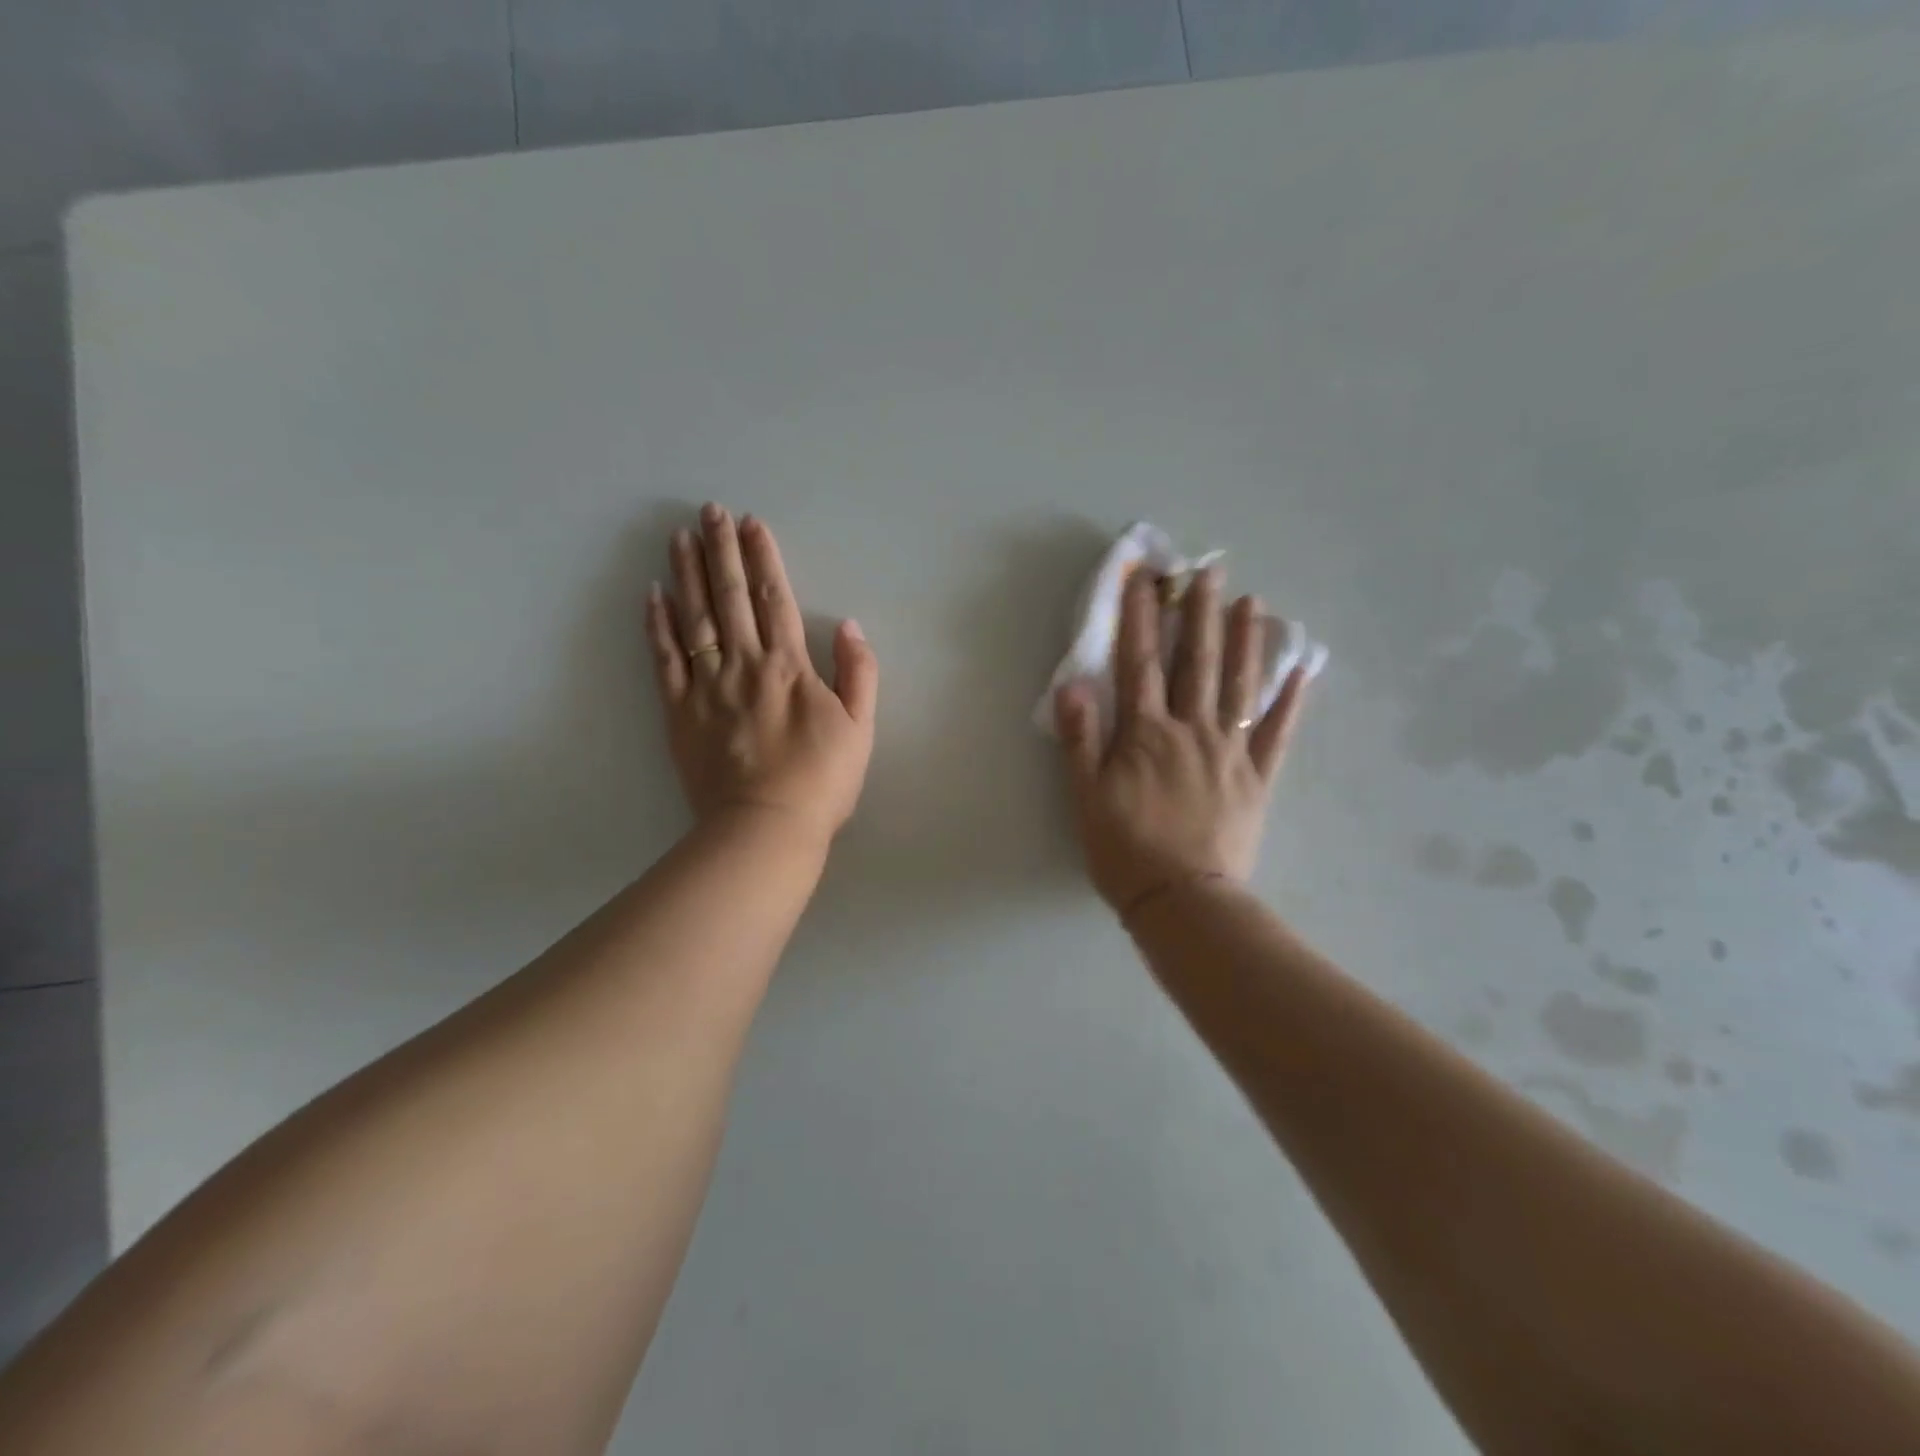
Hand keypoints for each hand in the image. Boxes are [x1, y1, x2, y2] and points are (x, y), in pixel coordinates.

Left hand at [646, 505, 877, 842]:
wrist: (766, 828)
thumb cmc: (821, 781)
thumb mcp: (860, 729)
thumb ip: (857, 673)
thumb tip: (849, 625)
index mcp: (790, 667)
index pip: (776, 599)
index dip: (764, 558)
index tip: (752, 524)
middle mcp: (745, 664)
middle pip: (731, 597)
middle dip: (722, 550)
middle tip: (710, 511)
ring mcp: (707, 686)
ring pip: (695, 618)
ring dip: (687, 574)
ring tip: (679, 537)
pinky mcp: (680, 711)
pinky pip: (665, 659)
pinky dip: (658, 625)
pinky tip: (653, 595)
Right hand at [1055, 566, 1307, 915]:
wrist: (1181, 899)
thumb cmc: (1124, 848)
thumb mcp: (1085, 796)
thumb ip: (1081, 738)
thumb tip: (1074, 684)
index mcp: (1145, 733)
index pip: (1139, 663)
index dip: (1140, 618)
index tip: (1144, 578)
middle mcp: (1190, 730)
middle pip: (1195, 662)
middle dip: (1199, 613)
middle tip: (1209, 570)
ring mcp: (1229, 752)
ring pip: (1239, 686)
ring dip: (1245, 641)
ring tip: (1252, 602)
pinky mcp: (1257, 778)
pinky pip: (1276, 733)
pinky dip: (1289, 700)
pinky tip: (1300, 670)